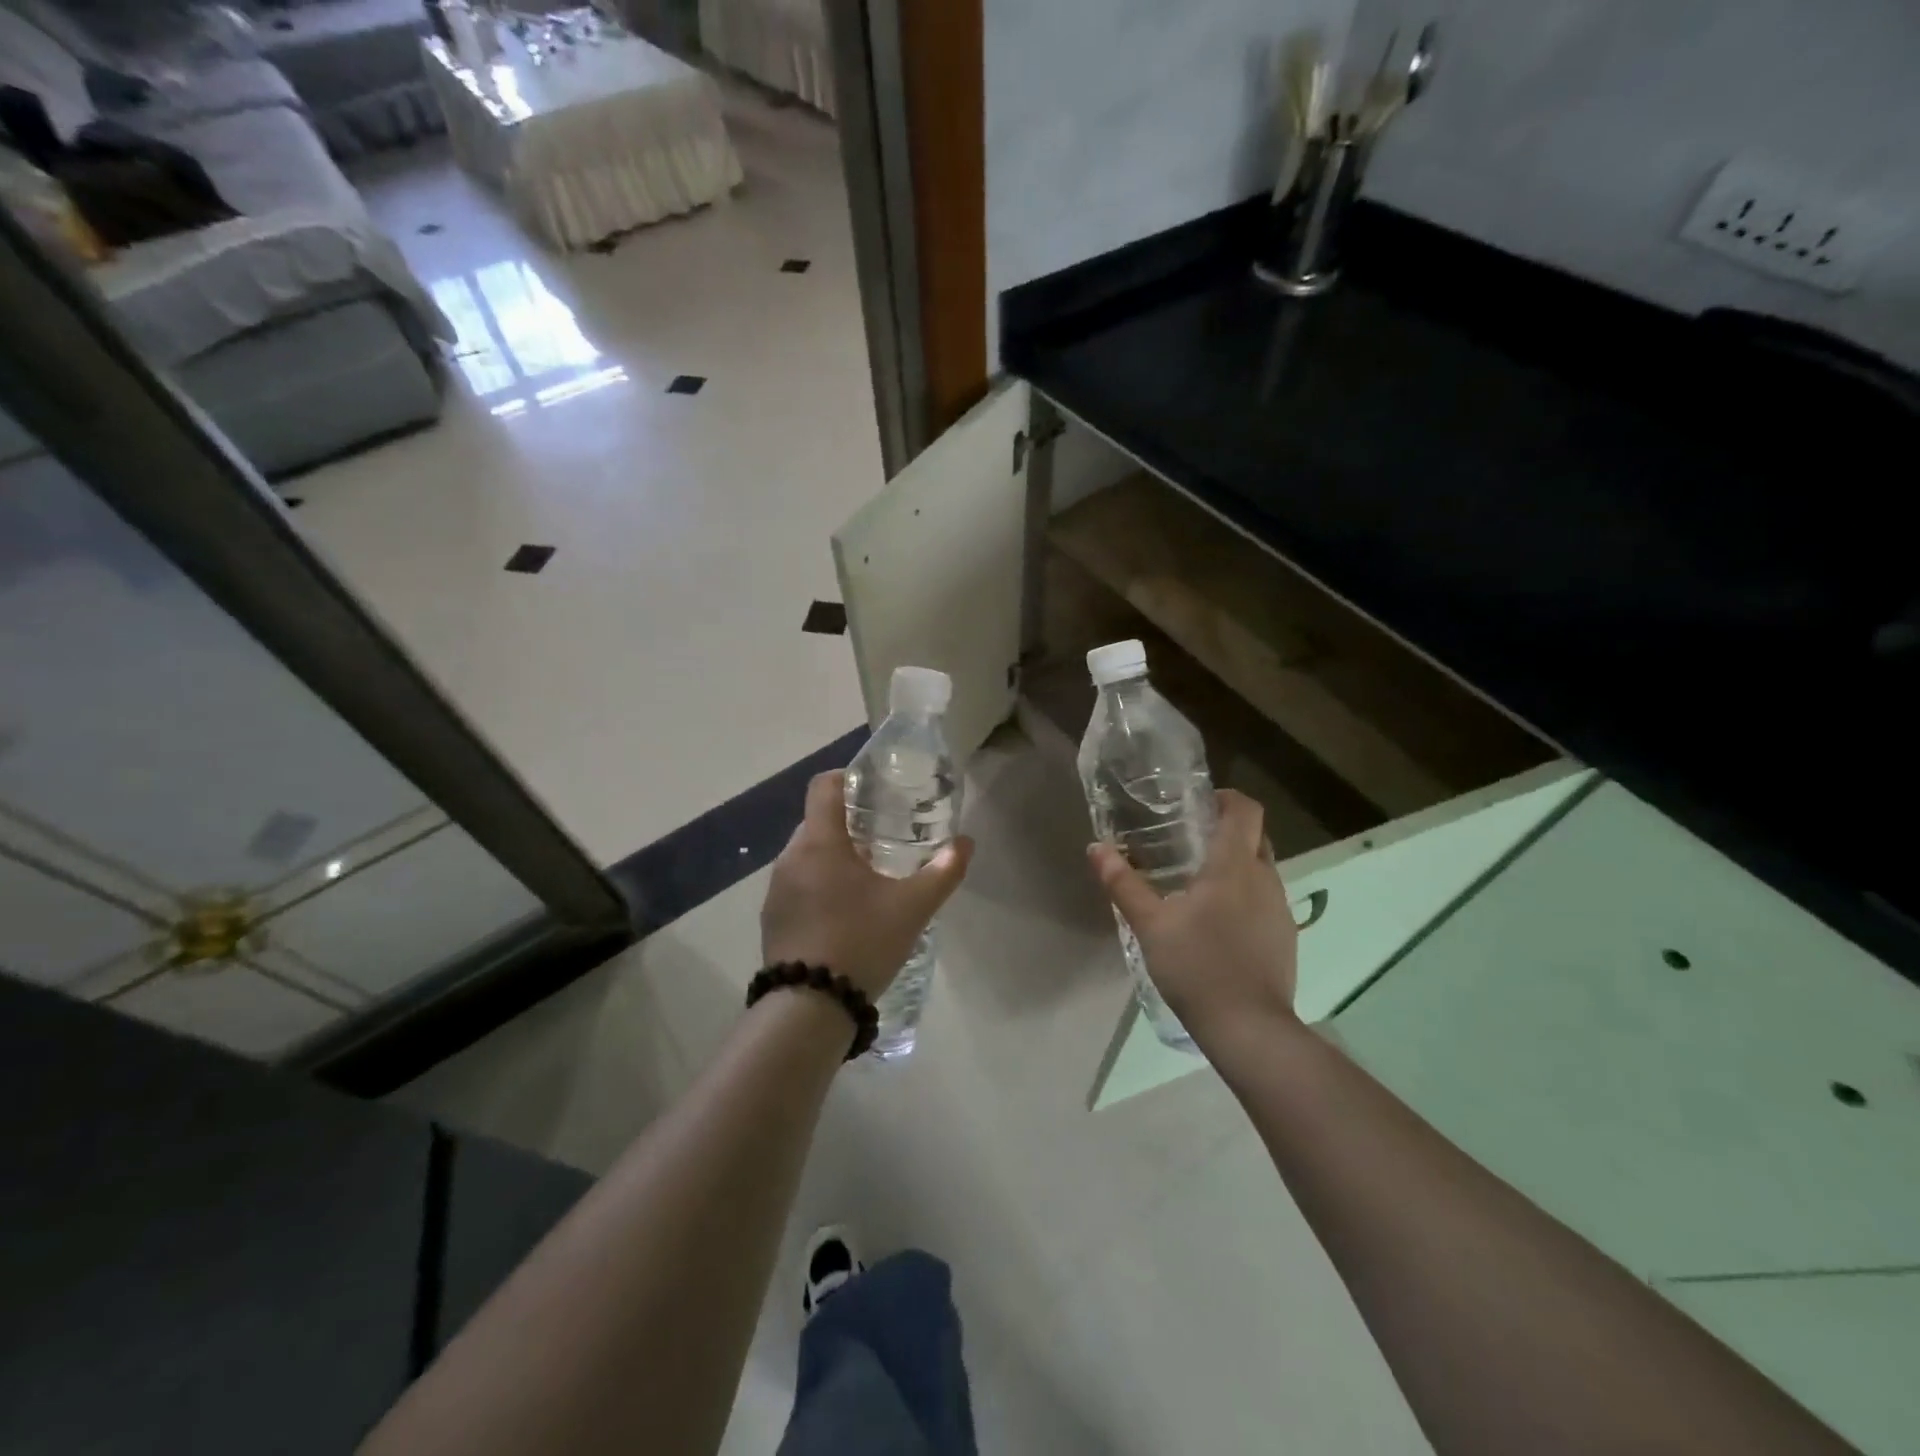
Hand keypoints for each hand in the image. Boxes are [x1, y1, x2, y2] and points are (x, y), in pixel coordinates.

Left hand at [761, 771, 973, 998]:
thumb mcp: (912, 907)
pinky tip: (845, 913)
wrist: (808, 1007)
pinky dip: (820, 885)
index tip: (876, 791)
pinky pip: (798, 885)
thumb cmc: (861, 941)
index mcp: (820, 842)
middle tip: (884, 838)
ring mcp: (776, 889)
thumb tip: (966, 843)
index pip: (823, 785)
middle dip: (849, 823)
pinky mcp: (772, 918)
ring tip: (869, 878)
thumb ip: (943, 871)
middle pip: (818, 821)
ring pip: (807, 855)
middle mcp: (790, 857)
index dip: (848, 778)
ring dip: (834, 857)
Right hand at [1088, 790, 1298, 1042]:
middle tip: (1192, 840)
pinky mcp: (1285, 937)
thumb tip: (1096, 848)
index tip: (1201, 803)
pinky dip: (1246, 895)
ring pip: (1263, 869)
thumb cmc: (1197, 965)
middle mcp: (1265, 879)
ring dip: (1238, 864)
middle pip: (1257, 836)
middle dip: (1229, 830)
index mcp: (1234, 865)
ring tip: (1200, 882)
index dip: (1228, 798)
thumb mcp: (1150, 924)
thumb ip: (1122, 883)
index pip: (1246, 810)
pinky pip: (1266, 900)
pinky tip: (1219, 922)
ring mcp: (1280, 909)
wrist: (1249, 1028)